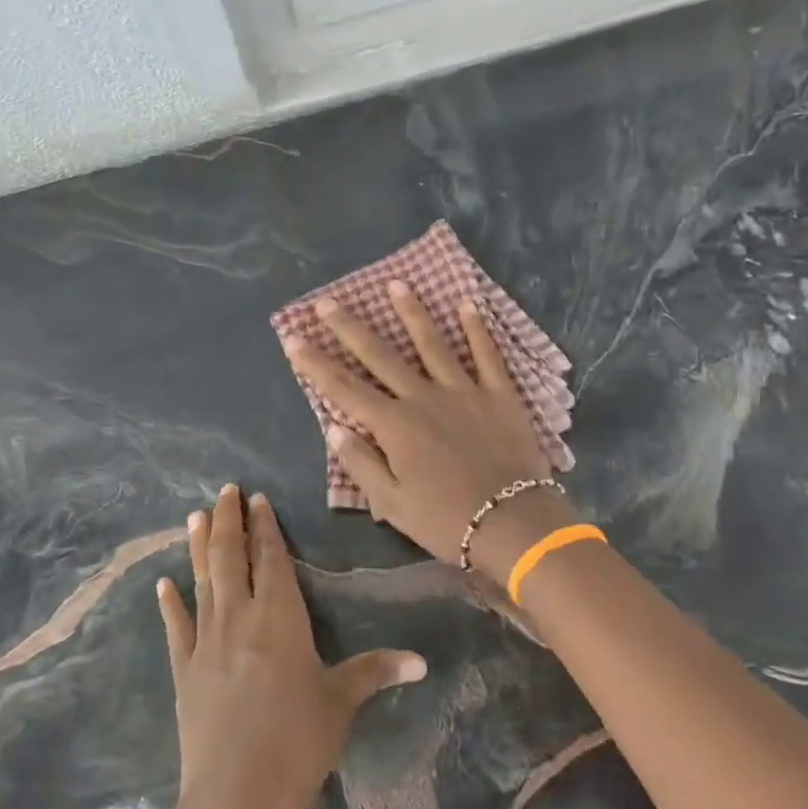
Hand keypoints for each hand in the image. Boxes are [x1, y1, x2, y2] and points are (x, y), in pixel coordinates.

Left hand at [155, 485, 426, 808]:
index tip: (256, 499)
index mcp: (280, 616)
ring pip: (201, 580)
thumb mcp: (341, 702)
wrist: (237, 795)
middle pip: (230, 557)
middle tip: (225, 490)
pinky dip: (170, 603)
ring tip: (194, 515)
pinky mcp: (183, 671)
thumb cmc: (298, 741)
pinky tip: (162, 583)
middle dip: (228, 520)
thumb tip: (422, 661)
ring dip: (198, 546)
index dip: (264, 526)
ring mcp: (206, 642)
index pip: (271, 558)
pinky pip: (176, 627)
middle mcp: (240, 617)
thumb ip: (376, 671)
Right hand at [282, 282, 578, 579]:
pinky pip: (487, 354)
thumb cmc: (446, 520)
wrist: (513, 523)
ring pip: (432, 343)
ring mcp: (463, 390)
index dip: (315, 363)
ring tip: (395, 284)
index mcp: (394, 426)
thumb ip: (361, 463)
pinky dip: (477, 329)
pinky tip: (467, 304)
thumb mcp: (392, 504)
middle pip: (380, 355)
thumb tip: (334, 427)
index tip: (293, 338)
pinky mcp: (499, 393)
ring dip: (412, 312)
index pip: (344, 388)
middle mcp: (423, 397)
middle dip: (350, 327)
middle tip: (328, 301)